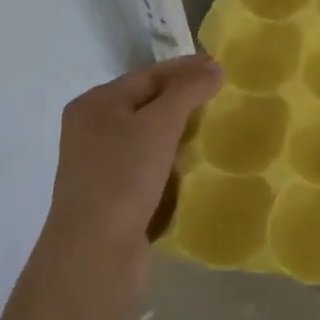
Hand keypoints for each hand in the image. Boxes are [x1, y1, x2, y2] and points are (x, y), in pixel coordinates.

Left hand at [44, 55, 222, 287]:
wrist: (95, 254)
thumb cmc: (123, 177)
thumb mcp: (159, 124)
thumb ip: (188, 90)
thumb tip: (214, 66)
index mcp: (95, 104)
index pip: (149, 75)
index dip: (187, 69)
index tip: (224, 68)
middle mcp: (93, 129)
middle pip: (149, 103)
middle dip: (187, 100)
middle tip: (226, 98)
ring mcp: (102, 165)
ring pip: (151, 136)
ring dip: (182, 132)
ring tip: (219, 129)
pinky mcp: (115, 195)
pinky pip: (151, 165)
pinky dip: (174, 160)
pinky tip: (198, 164)